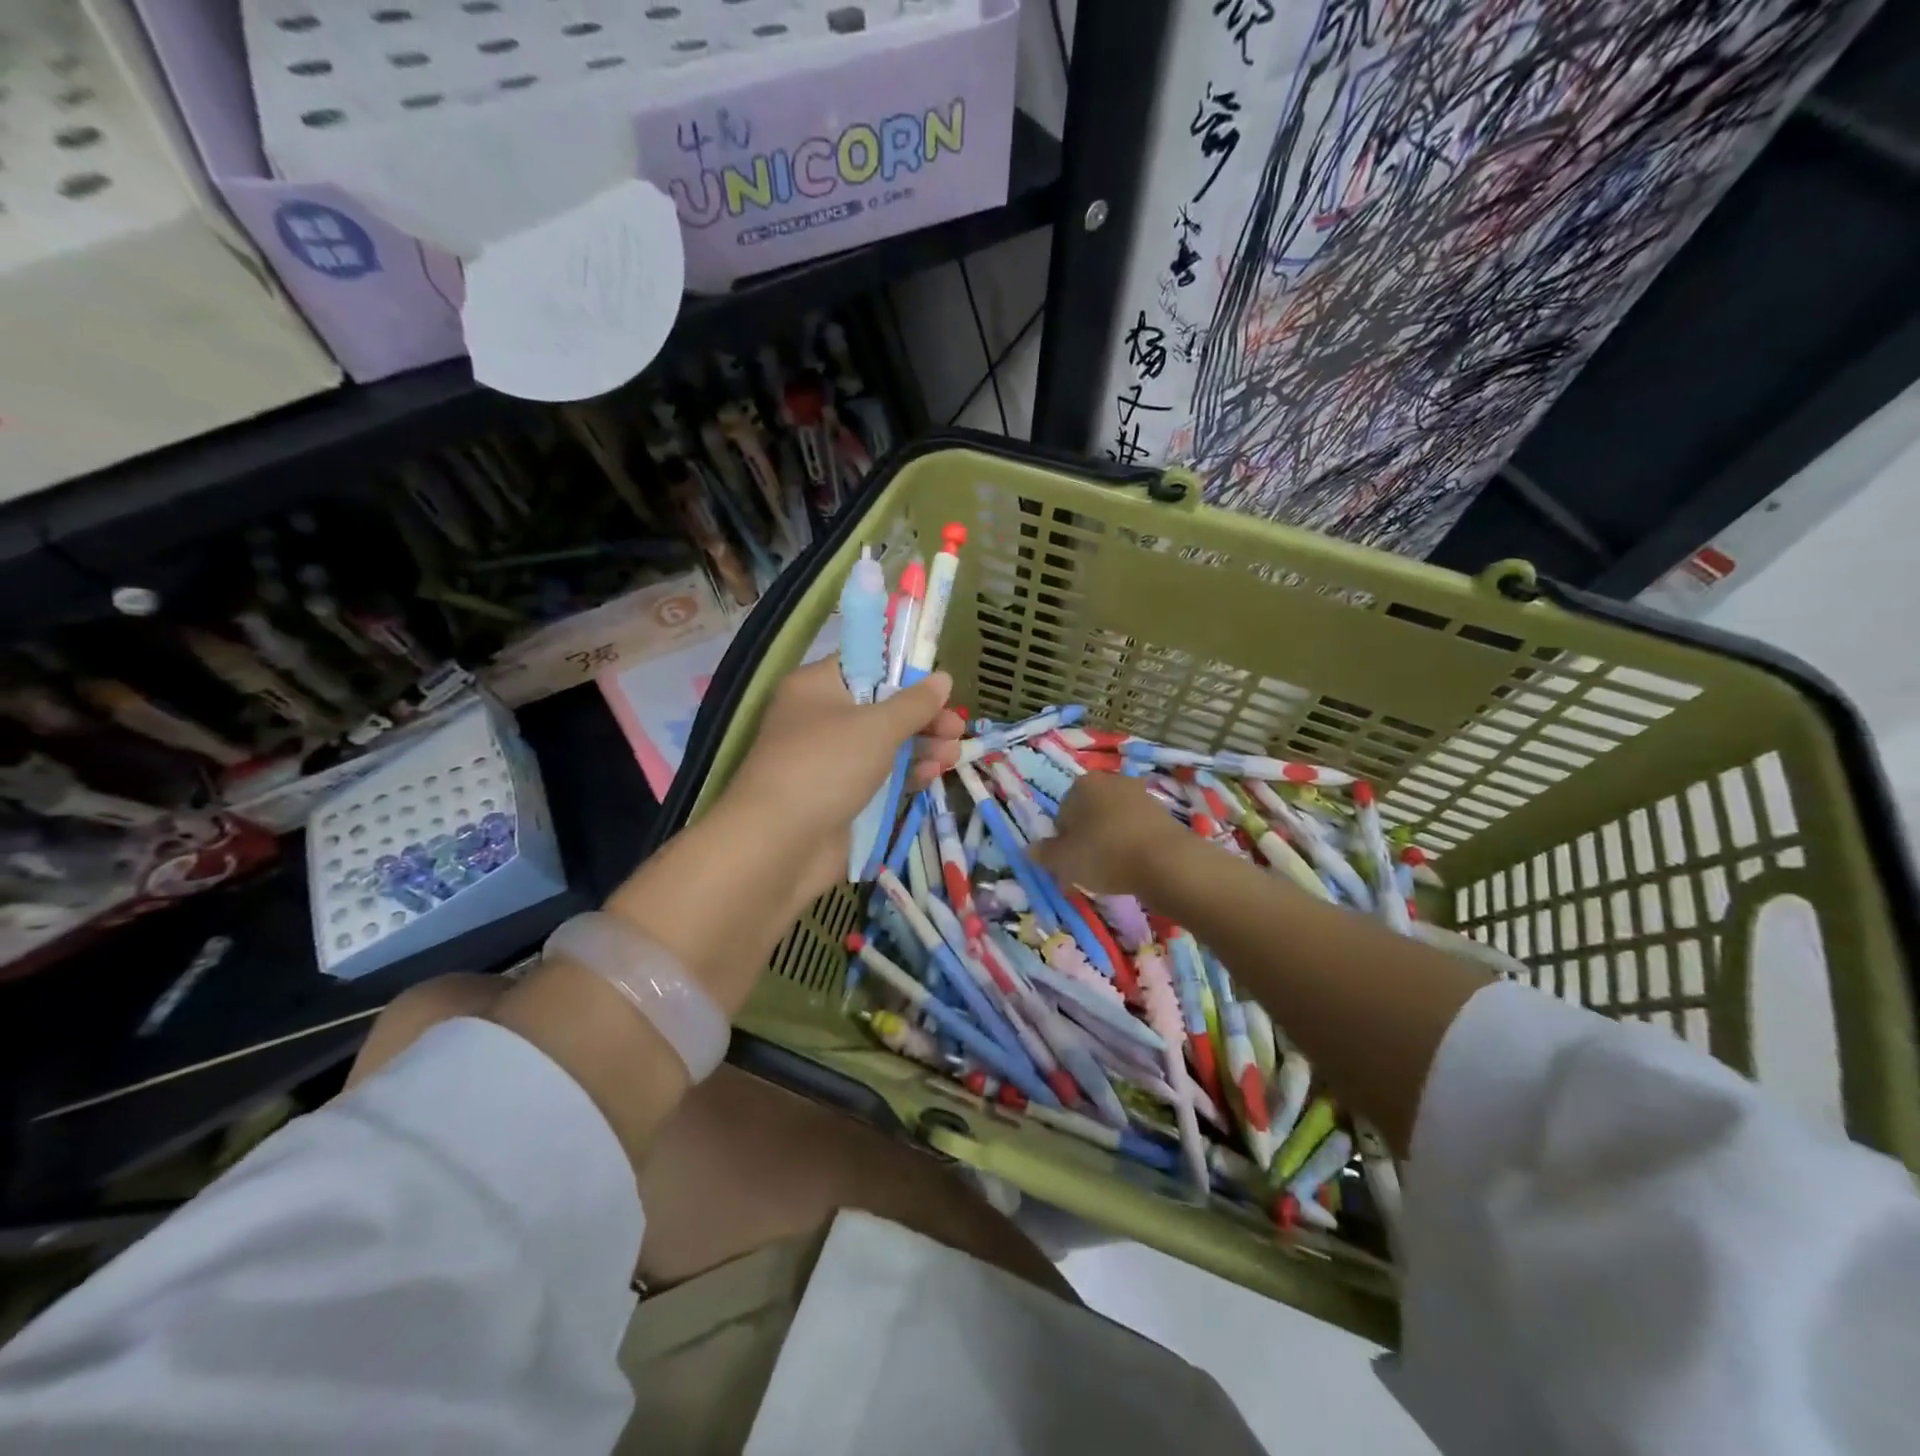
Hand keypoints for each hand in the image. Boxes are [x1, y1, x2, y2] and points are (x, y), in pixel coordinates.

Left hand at [720, 659, 962, 905]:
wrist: (779, 844)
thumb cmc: (826, 766)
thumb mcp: (877, 726)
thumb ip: (914, 703)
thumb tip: (942, 677)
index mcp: (817, 687)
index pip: (865, 665)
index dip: (904, 672)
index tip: (939, 683)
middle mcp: (821, 719)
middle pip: (882, 707)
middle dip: (922, 717)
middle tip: (956, 727)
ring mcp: (831, 761)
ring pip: (885, 745)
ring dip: (921, 746)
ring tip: (954, 754)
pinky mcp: (842, 797)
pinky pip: (881, 777)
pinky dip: (907, 774)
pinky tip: (932, 775)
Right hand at [1031, 772, 1184, 895]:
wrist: (1167, 862)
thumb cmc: (1106, 854)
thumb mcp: (1064, 860)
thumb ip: (1044, 854)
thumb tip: (1031, 850)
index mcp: (1083, 784)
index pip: (1062, 812)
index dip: (1062, 839)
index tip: (1068, 862)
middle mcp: (1112, 780)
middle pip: (1089, 814)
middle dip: (1086, 838)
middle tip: (1087, 869)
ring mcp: (1140, 795)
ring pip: (1113, 822)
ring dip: (1109, 842)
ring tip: (1111, 872)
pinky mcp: (1163, 813)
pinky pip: (1136, 830)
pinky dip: (1131, 845)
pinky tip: (1132, 867)